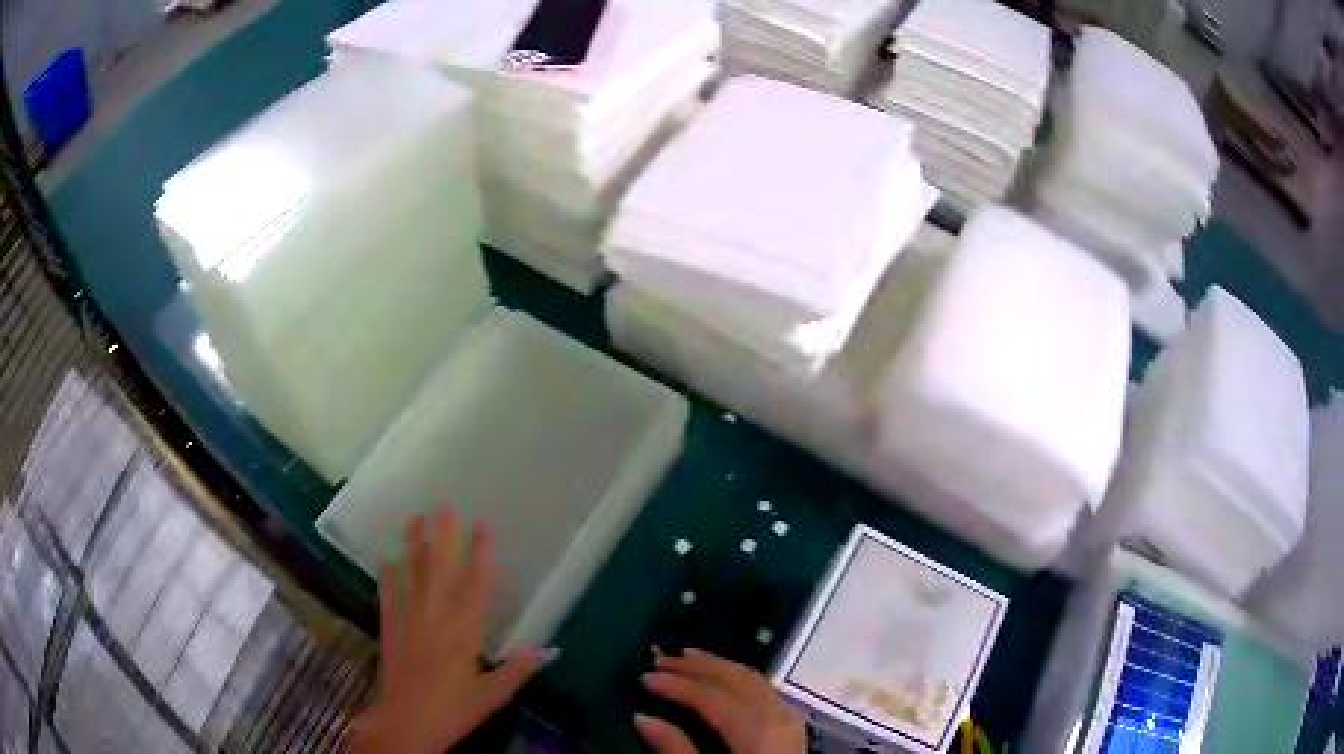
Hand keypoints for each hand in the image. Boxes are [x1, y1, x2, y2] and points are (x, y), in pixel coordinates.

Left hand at [350, 510, 555, 753]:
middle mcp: (436, 618)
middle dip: (444, 535)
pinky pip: (389, 594)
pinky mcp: (390, 628)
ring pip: (413, 575)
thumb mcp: (493, 695)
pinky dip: (388, 574)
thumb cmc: (454, 710)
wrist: (406, 723)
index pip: (476, 585)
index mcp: (464, 632)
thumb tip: (552, 650)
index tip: (483, 523)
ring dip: (414, 545)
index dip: (481, 553)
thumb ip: (519, 670)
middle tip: (444, 503)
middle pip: (441, 570)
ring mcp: (409, 620)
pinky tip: (387, 556)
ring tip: (415, 516)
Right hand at [636, 649, 805, 753]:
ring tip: (689, 657)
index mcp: (757, 734)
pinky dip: (740, 677)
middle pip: (738, 680)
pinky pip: (765, 690)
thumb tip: (642, 717)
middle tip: (662, 657)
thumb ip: (676, 751)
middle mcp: (778, 718)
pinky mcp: (792, 728)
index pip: (713, 698)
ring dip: (720, 666)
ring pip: (755, 680)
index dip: (677, 685)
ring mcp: (790, 721)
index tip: (644, 677)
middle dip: (698, 666)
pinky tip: (725, 680)